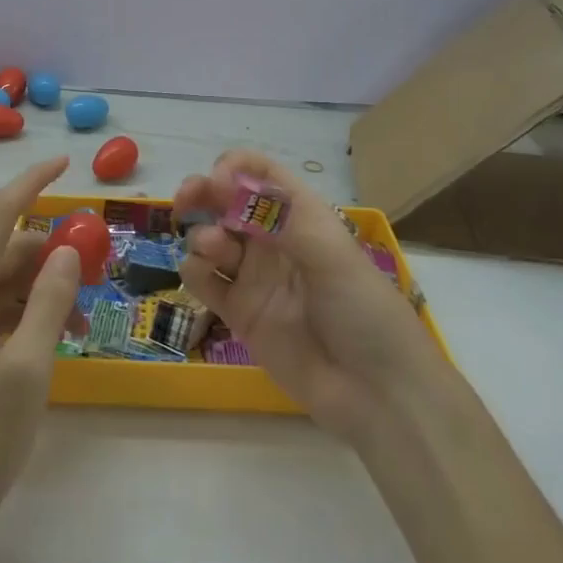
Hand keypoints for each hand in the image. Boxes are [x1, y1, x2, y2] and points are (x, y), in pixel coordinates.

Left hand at [0, 157, 83, 536]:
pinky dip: (30, 313)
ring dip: (45, 289)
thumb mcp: (30, 365)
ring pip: (5, 282)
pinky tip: (60, 339)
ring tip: (83, 321)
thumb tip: (66, 249)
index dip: (31, 183)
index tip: (64, 163)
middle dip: (51, 253)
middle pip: (5, 250)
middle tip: (95, 272)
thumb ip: (50, 300)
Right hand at [175, 150, 441, 440]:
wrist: (376, 393)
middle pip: (227, 202)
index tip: (218, 180)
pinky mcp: (239, 313)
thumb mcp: (331, 254)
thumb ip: (279, 216)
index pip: (262, 174)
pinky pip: (204, 281)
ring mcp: (255, 277)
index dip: (236, 168)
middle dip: (204, 193)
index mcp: (303, 217)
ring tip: (214, 250)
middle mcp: (275, 241)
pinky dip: (194, 270)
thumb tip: (227, 181)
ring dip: (202, 234)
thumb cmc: (363, 311)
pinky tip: (202, 276)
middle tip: (186, 199)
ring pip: (211, 238)